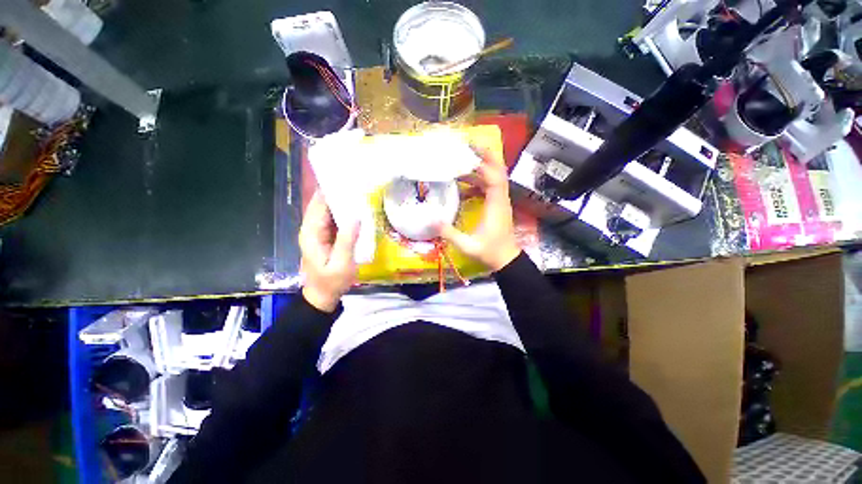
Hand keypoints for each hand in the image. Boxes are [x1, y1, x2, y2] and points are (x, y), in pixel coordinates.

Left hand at [299, 191, 359, 311]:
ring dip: (341, 202)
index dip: (329, 191)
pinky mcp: (326, 237)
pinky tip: (356, 209)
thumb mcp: (341, 263)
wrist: (323, 297)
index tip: (344, 178)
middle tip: (356, 182)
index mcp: (311, 233)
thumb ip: (347, 240)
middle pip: (322, 205)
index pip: (319, 205)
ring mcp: (319, 233)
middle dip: (336, 193)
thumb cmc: (331, 282)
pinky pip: (334, 220)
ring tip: (358, 191)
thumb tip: (356, 216)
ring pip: (328, 212)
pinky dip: (344, 213)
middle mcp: (312, 229)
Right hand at [437, 147, 520, 271]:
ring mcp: (500, 201)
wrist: (506, 260)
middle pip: (498, 170)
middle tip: (468, 144)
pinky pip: (490, 186)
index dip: (483, 163)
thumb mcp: (467, 246)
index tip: (467, 153)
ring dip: (480, 167)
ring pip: (494, 176)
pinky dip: (478, 180)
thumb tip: (430, 219)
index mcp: (496, 206)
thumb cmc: (490, 253)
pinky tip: (464, 184)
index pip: (494, 177)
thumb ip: (449, 233)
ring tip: (460, 161)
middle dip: (486, 155)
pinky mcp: (498, 204)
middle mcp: (501, 199)